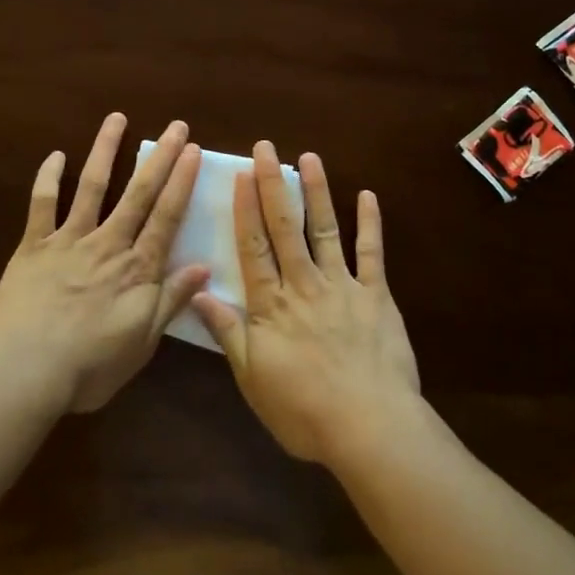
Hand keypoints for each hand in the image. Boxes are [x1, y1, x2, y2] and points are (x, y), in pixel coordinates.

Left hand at [0, 114, 209, 413]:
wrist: (24, 371)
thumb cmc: (89, 366)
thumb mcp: (142, 343)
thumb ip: (171, 301)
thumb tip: (204, 267)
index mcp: (136, 269)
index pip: (166, 217)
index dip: (182, 182)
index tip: (193, 151)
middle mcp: (107, 244)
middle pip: (138, 193)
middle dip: (159, 157)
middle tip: (175, 126)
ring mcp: (68, 240)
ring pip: (92, 187)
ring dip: (105, 150)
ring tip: (116, 118)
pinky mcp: (33, 246)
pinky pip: (42, 205)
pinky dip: (48, 178)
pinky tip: (55, 155)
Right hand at [192, 142, 420, 466]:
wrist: (369, 427)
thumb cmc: (303, 411)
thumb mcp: (252, 379)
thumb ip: (228, 333)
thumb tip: (198, 293)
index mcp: (271, 305)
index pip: (253, 247)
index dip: (245, 209)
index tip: (240, 175)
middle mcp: (303, 284)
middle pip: (284, 227)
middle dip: (273, 184)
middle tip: (266, 148)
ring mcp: (342, 285)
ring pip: (325, 230)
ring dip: (316, 192)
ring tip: (309, 157)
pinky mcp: (376, 295)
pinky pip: (372, 253)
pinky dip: (370, 224)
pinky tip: (368, 196)